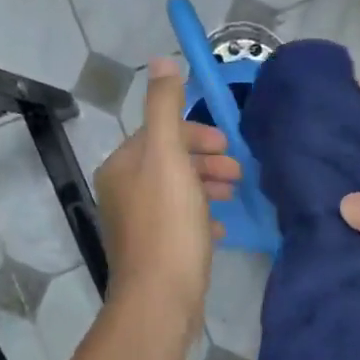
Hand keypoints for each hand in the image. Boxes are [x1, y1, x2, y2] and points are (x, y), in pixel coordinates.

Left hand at [93, 59, 240, 328]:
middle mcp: (123, 192)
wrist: (161, 298)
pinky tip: (220, 229)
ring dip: (207, 188)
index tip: (227, 146)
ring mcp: (137, 225)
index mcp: (122, 167)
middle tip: (237, 172)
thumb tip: (163, 61)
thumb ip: (166, 108)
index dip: (195, 134)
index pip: (159, 133)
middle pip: (169, 163)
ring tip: (234, 197)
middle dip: (205, 162)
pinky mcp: (154, 253)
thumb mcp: (169, 158)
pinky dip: (201, 219)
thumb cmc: (168, 226)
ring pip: (176, 194)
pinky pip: (180, 224)